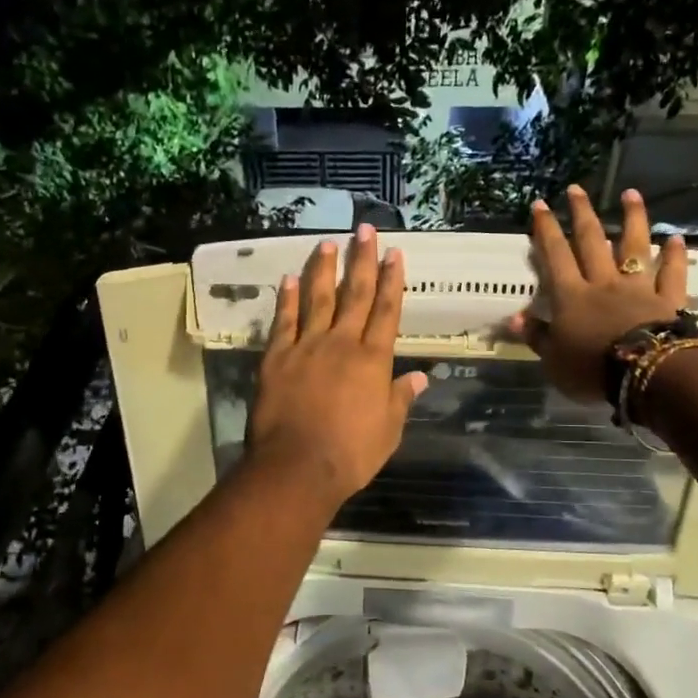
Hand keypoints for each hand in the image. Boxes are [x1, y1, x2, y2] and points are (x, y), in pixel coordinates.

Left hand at [247, 224, 427, 507]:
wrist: (298, 467)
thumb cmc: (351, 454)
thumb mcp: (389, 431)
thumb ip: (401, 399)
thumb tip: (421, 377)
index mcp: (373, 360)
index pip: (387, 311)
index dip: (392, 281)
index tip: (396, 254)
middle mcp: (341, 344)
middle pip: (354, 294)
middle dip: (362, 260)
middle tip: (365, 229)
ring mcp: (306, 347)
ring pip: (317, 299)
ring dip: (324, 269)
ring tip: (328, 243)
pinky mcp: (276, 358)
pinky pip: (283, 322)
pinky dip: (287, 299)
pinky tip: (289, 279)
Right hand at [508, 185, 688, 403]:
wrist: (646, 373)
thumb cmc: (591, 368)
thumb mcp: (552, 359)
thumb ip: (536, 336)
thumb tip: (515, 318)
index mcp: (571, 296)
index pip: (555, 256)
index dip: (546, 230)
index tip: (540, 205)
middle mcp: (603, 283)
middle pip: (591, 241)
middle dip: (581, 213)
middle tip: (576, 189)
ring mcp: (639, 288)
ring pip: (635, 247)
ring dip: (633, 219)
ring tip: (632, 194)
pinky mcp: (668, 300)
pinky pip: (672, 274)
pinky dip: (675, 256)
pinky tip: (676, 238)